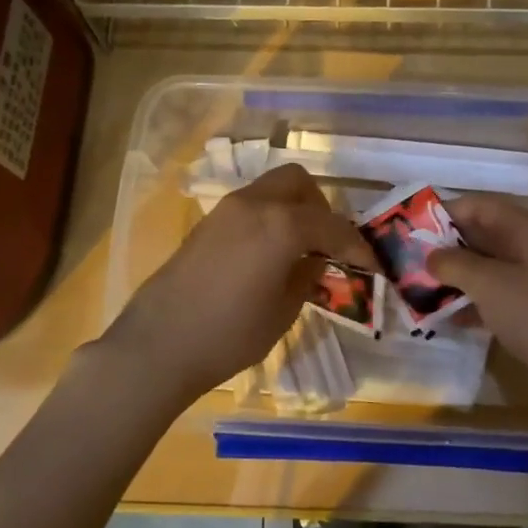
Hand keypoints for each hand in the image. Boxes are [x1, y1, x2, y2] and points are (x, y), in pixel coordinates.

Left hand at [98, 164, 373, 410]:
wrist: (158, 344)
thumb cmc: (229, 334)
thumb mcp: (283, 311)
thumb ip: (306, 276)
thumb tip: (317, 260)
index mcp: (280, 225)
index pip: (331, 225)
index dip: (356, 245)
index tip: (369, 264)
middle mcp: (253, 204)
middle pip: (297, 183)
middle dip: (320, 208)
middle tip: (327, 244)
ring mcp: (225, 210)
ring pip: (270, 190)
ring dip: (292, 210)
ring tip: (299, 250)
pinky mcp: (205, 224)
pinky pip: (249, 207)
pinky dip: (269, 218)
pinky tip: (269, 254)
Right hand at [429, 195, 527, 411]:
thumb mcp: (491, 285)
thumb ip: (456, 265)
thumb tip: (431, 256)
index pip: (481, 206)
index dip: (446, 212)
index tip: (412, 227)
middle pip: (484, 236)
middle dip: (447, 247)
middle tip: (411, 260)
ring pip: (490, 267)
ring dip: (458, 276)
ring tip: (421, 288)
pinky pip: (500, 295)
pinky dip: (475, 301)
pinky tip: (448, 317)